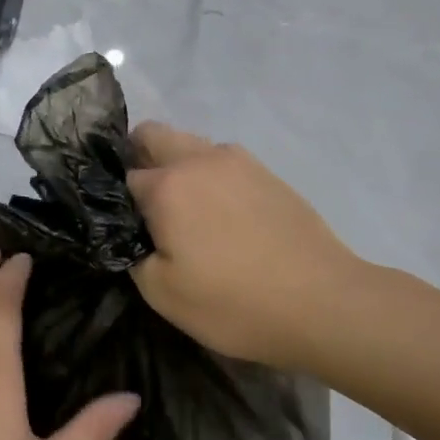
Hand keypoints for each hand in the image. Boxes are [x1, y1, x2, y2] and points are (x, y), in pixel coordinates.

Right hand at [127, 123, 360, 370]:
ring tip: (186, 214)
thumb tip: (133, 234)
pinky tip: (223, 217)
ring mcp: (241, 162)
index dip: (115, 201)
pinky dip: (211, 178)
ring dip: (178, 167)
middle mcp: (201, 159)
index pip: (123, 176)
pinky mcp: (270, 174)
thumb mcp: (162, 293)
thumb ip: (133, 254)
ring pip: (192, 146)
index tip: (120, 225)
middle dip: (140, 160)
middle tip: (144, 207)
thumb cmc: (234, 302)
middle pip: (154, 136)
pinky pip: (224, 163)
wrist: (324, 303)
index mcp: (168, 185)